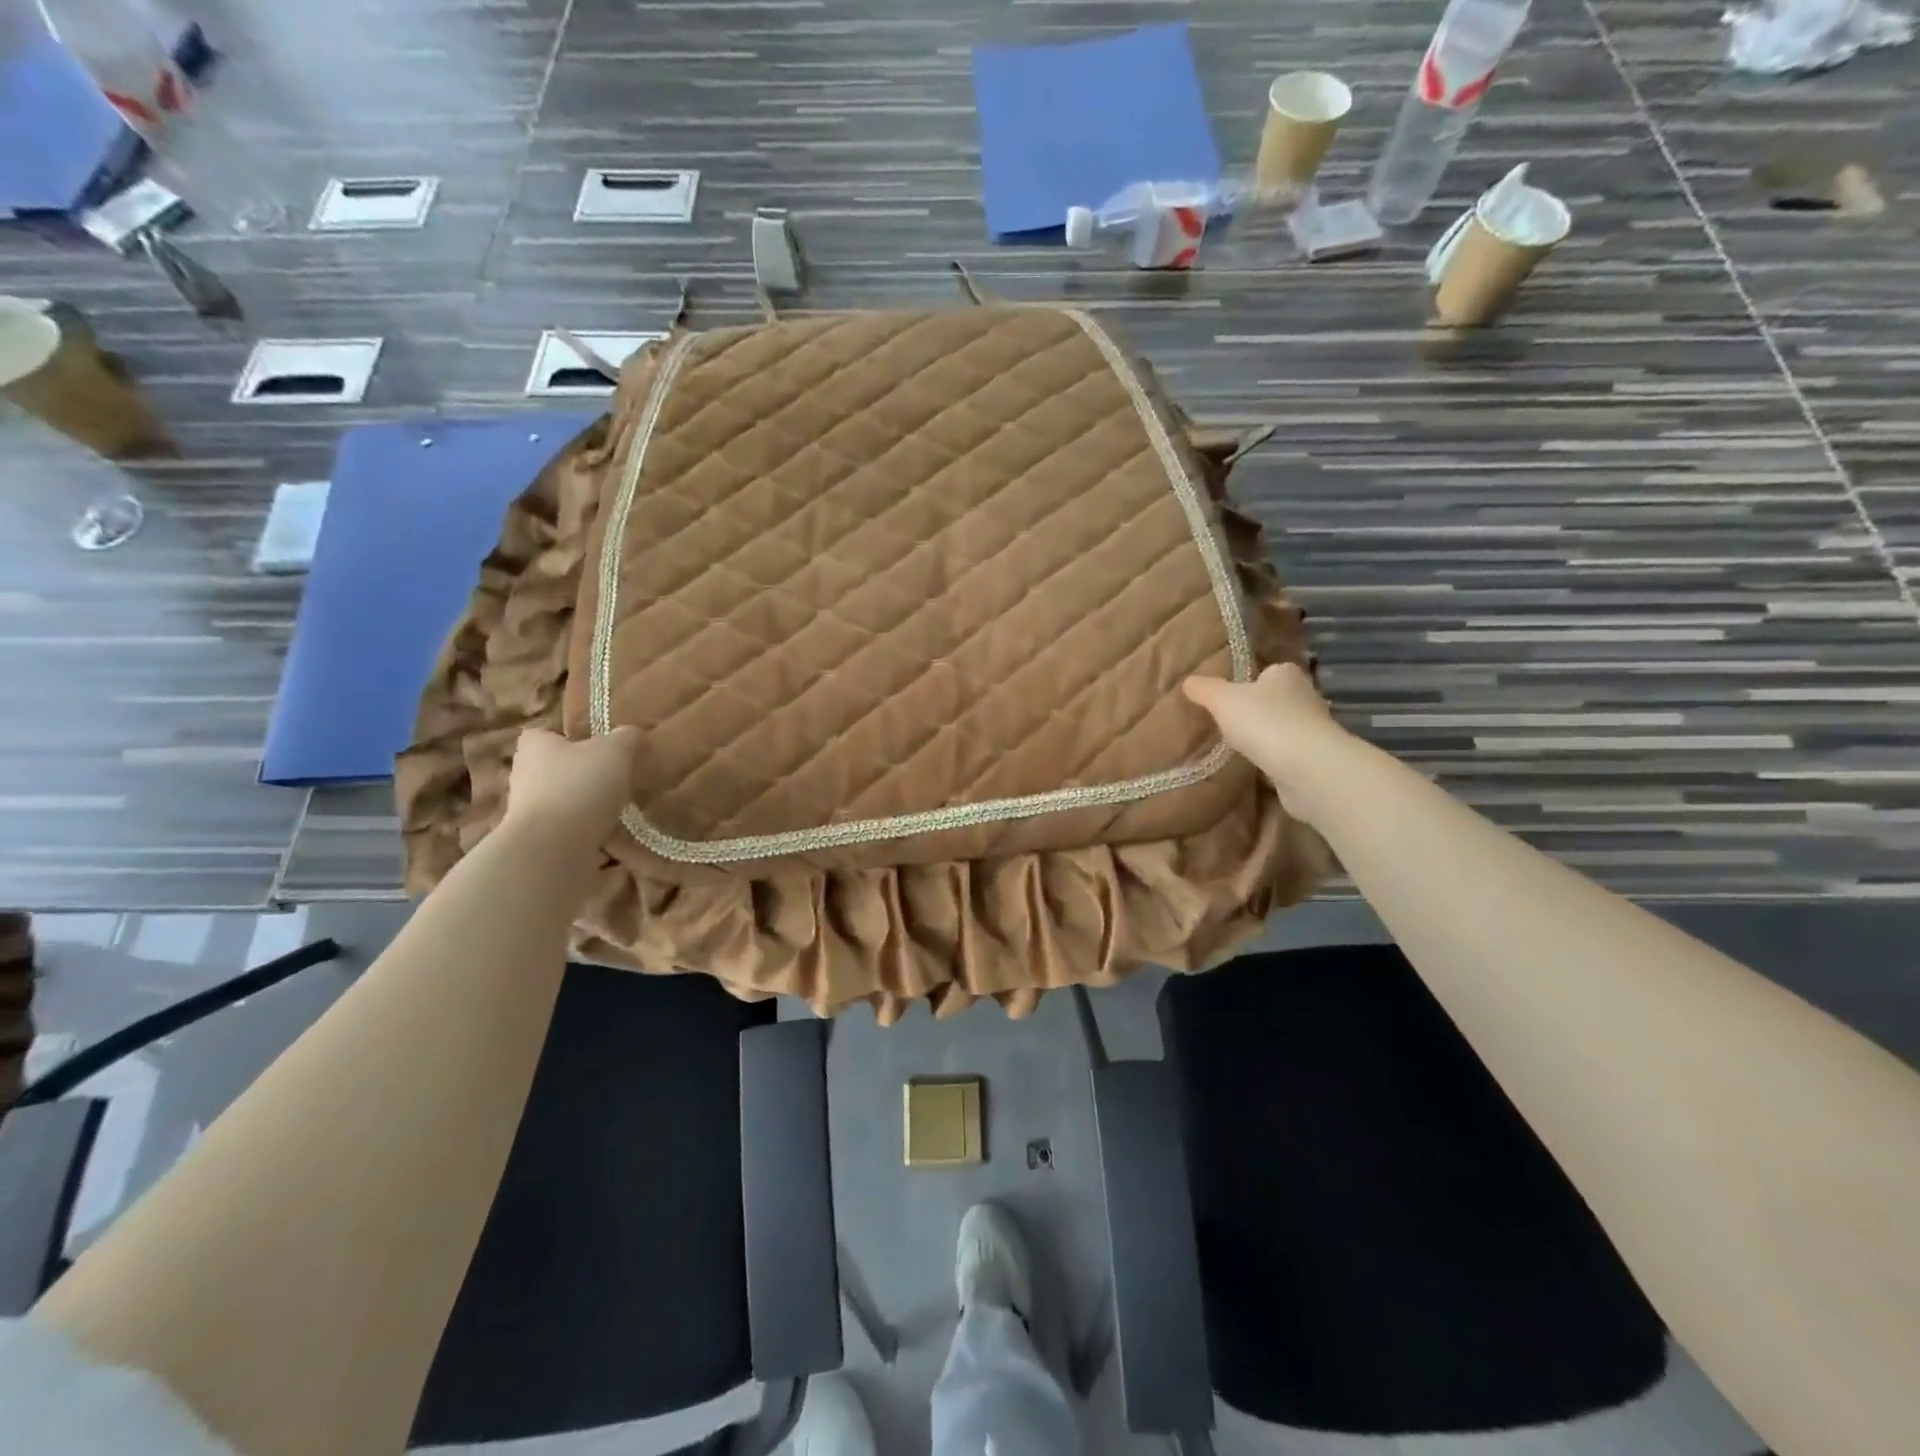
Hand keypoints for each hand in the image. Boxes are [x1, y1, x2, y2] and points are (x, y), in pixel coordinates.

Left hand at [502, 727, 640, 851]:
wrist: (552, 849)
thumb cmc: (579, 786)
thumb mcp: (615, 750)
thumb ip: (627, 738)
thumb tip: (633, 735)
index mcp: (535, 746)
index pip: (547, 733)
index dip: (572, 737)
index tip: (598, 746)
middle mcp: (525, 776)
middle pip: (557, 769)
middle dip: (583, 774)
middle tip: (618, 778)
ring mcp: (530, 812)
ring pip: (565, 802)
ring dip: (589, 807)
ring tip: (624, 811)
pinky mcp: (540, 842)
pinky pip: (572, 833)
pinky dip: (592, 835)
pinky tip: (617, 839)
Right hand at [1183, 664, 1348, 819]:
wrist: (1306, 768)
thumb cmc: (1264, 722)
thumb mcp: (1222, 700)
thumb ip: (1204, 689)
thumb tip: (1188, 681)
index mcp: (1286, 674)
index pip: (1267, 672)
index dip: (1248, 683)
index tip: (1228, 698)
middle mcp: (1306, 696)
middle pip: (1276, 700)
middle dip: (1257, 711)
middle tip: (1228, 724)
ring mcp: (1313, 729)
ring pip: (1283, 728)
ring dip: (1266, 738)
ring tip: (1238, 749)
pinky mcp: (1315, 759)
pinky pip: (1287, 755)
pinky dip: (1274, 760)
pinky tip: (1255, 769)